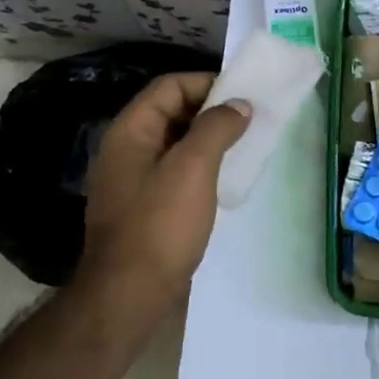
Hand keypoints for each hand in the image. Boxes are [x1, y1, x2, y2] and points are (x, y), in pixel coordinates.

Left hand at [80, 74, 251, 305]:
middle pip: (171, 112)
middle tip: (251, 120)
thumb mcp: (193, 168)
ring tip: (245, 146)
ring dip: (209, 140)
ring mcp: (133, 180)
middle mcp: (127, 149)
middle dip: (211, 111)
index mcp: (130, 131)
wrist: (130, 294)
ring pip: (176, 144)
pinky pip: (176, 172)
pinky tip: (225, 179)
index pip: (169, 86)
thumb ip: (216, 128)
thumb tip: (239, 104)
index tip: (244, 96)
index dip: (206, 83)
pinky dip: (201, 167)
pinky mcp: (145, 207)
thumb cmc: (160, 224)